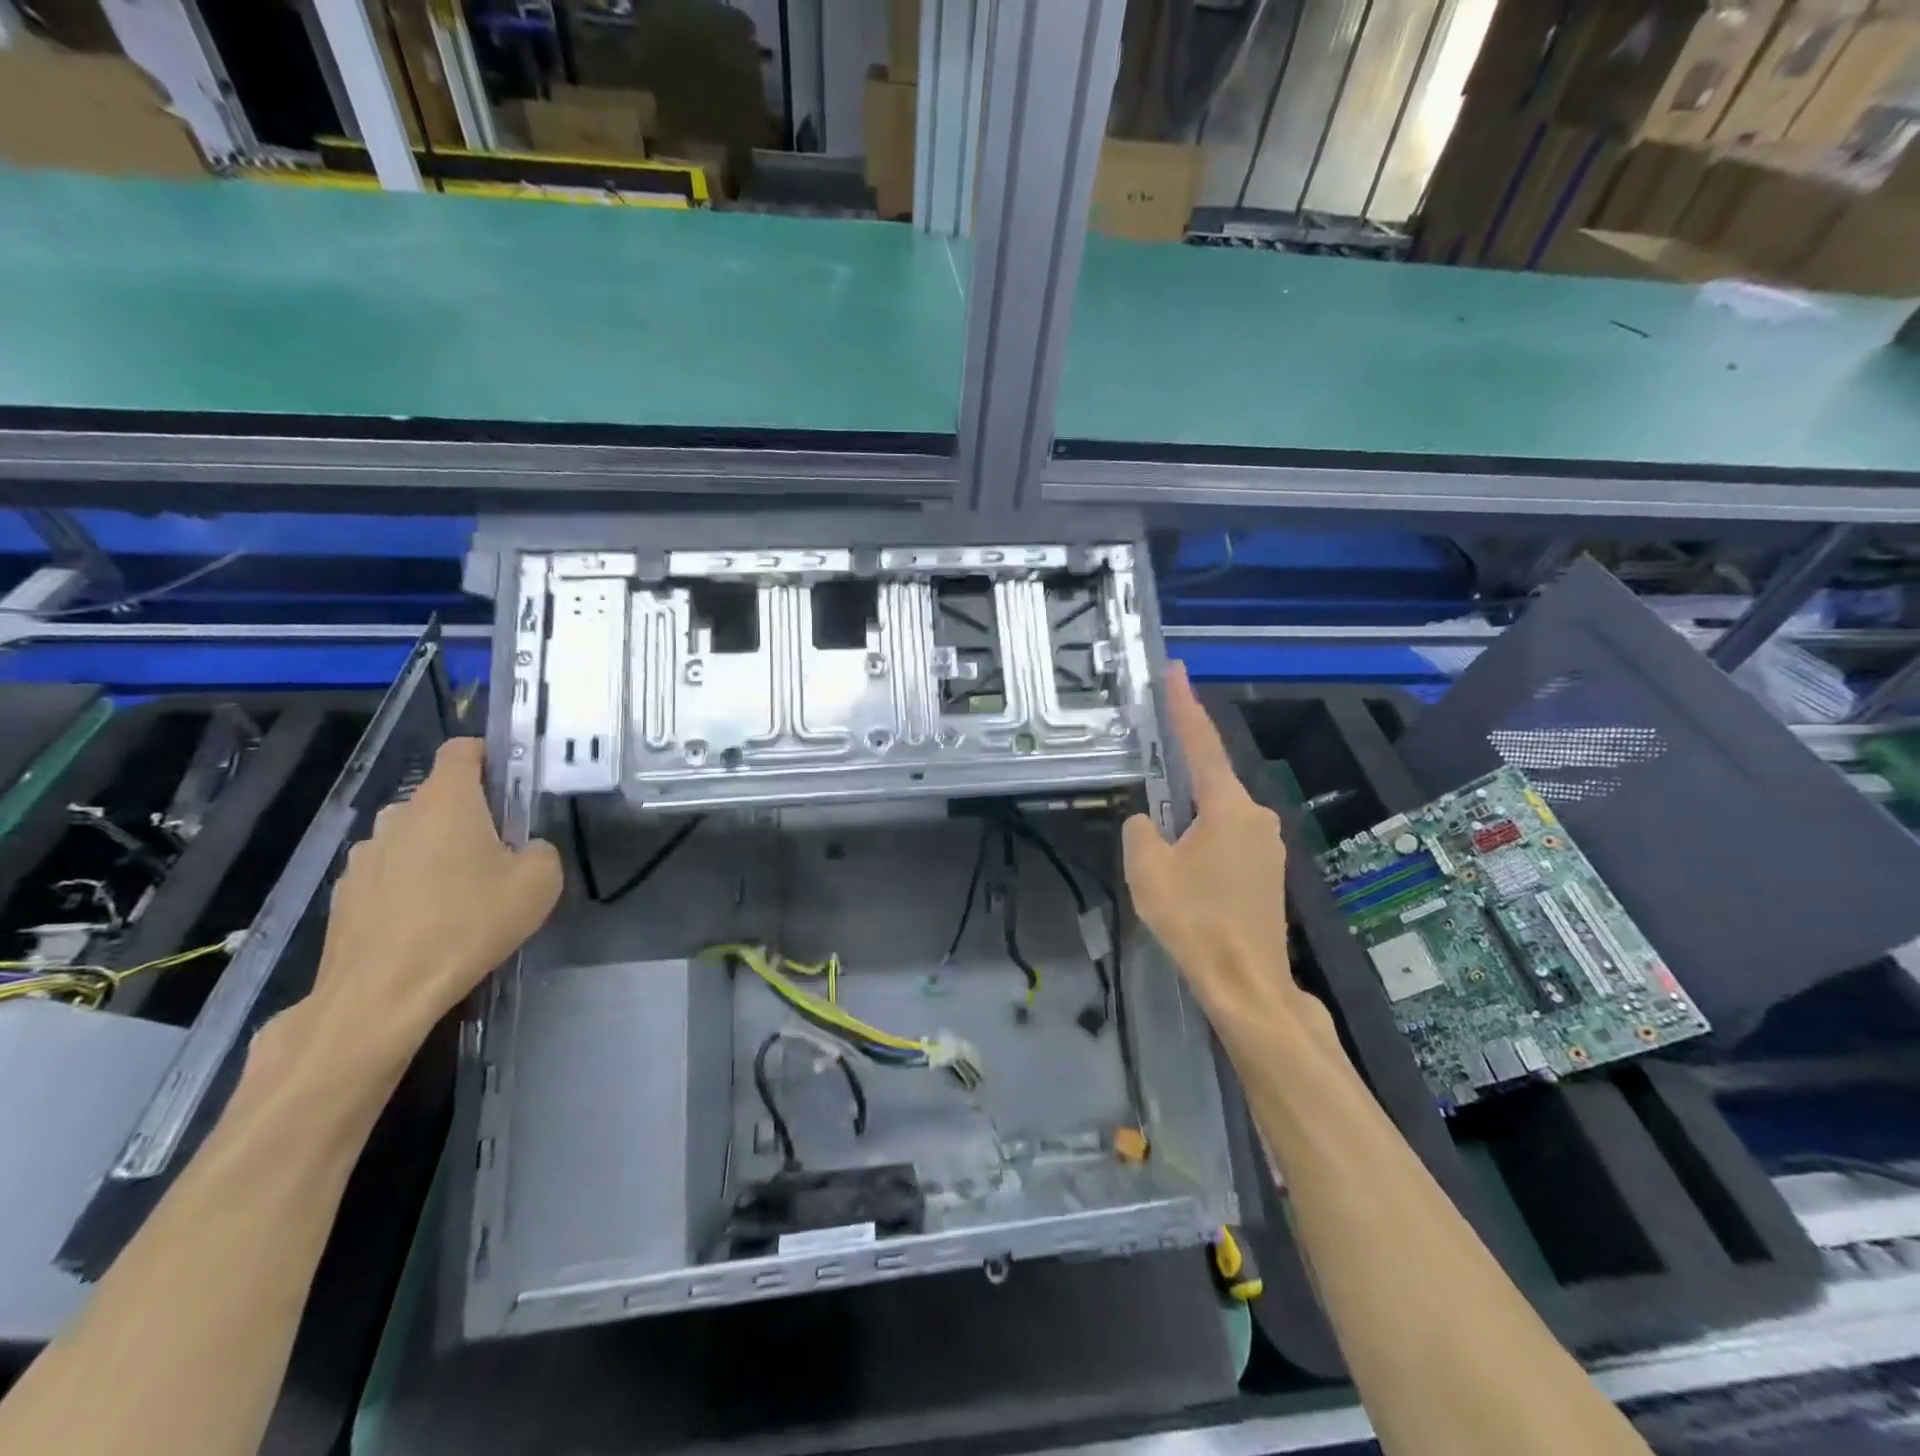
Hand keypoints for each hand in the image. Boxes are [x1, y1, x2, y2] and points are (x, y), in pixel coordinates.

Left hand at [278, 738, 561, 1080]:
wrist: (382, 993)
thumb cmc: (469, 922)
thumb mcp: (540, 882)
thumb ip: (542, 851)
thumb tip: (526, 849)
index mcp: (447, 801)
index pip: (462, 750)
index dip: (489, 756)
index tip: (511, 782)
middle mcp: (399, 817)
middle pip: (438, 798)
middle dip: (469, 815)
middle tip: (499, 853)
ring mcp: (364, 856)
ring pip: (412, 838)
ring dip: (436, 852)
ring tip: (461, 895)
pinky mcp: (345, 895)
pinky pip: (388, 875)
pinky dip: (409, 887)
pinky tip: (427, 923)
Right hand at [1123, 665, 1335, 1060]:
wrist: (1247, 983)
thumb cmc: (1194, 920)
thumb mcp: (1147, 869)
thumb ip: (1141, 829)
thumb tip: (1149, 821)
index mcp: (1228, 807)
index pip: (1201, 743)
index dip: (1184, 705)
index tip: (1175, 670)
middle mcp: (1256, 815)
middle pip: (1210, 780)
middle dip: (1179, 775)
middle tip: (1149, 776)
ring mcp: (1268, 844)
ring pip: (1217, 812)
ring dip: (1188, 815)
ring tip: (1161, 842)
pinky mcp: (1268, 870)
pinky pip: (1228, 836)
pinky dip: (1202, 836)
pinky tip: (1185, 865)